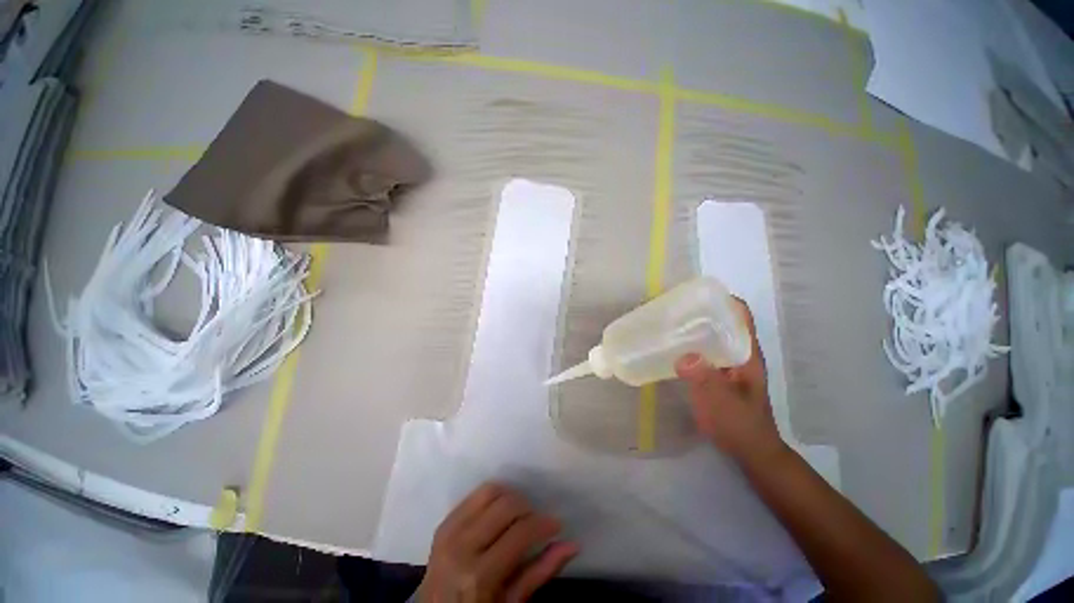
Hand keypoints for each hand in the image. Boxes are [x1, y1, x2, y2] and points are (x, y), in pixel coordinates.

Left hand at [418, 482, 577, 602]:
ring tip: (519, 515)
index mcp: (479, 576)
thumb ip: (541, 572)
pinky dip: (494, 497)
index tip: (556, 525)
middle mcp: (462, 546)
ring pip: (491, 491)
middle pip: (506, 505)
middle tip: (537, 522)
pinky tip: (501, 512)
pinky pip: (475, 494)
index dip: (544, 524)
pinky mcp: (445, 521)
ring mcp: (450, 531)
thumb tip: (572, 545)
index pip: (521, 532)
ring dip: (510, 498)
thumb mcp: (511, 602)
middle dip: (528, 509)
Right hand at [674, 299, 786, 466]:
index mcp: (746, 353)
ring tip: (666, 324)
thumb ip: (706, 381)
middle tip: (671, 309)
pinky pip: (701, 352)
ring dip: (692, 328)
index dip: (724, 300)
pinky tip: (670, 348)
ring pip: (710, 336)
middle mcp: (737, 352)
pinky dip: (687, 345)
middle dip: (700, 312)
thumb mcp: (724, 404)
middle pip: (722, 322)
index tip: (697, 295)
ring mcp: (726, 363)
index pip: (741, 316)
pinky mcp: (715, 374)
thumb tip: (683, 356)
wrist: (749, 451)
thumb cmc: (741, 426)